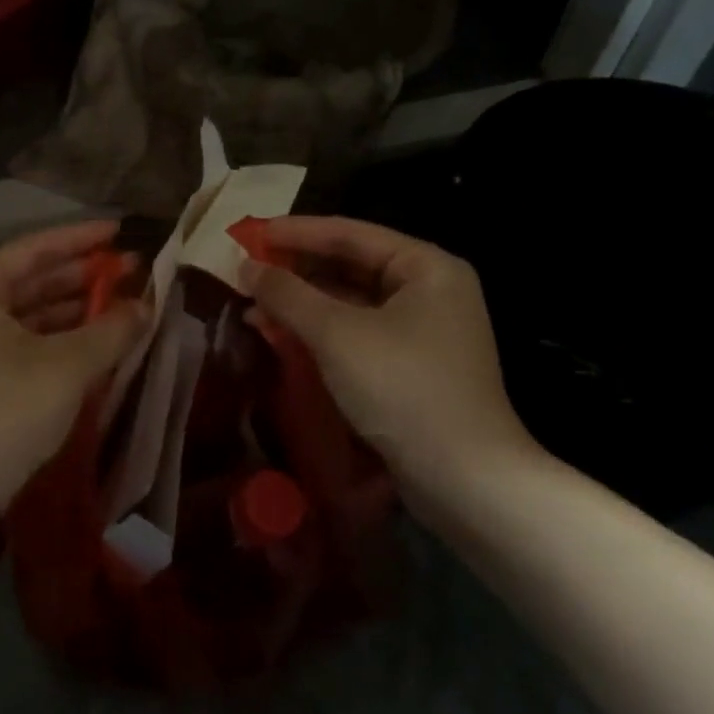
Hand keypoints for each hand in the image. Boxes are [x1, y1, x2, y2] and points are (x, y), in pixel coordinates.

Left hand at [0, 221, 147, 507]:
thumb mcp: (68, 365)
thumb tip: (147, 307)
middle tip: (130, 269)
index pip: (32, 248)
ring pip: (25, 313)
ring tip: (120, 304)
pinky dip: (56, 338)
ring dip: (73, 309)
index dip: (81, 239)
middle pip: (28, 279)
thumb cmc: (7, 409)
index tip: (120, 231)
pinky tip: (93, 339)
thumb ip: (112, 329)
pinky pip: (19, 341)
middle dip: (81, 276)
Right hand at [240, 217, 543, 499]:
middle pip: (351, 266)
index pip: (350, 234)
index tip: (249, 235)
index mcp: (426, 267)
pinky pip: (358, 333)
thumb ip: (288, 294)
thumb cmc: (404, 389)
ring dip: (303, 304)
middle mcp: (430, 291)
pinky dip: (321, 332)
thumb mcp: (338, 335)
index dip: (296, 232)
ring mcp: (424, 331)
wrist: (466, 482)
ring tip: (254, 305)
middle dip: (297, 271)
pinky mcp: (413, 367)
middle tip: (248, 272)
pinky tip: (283, 335)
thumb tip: (246, 267)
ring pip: (352, 303)